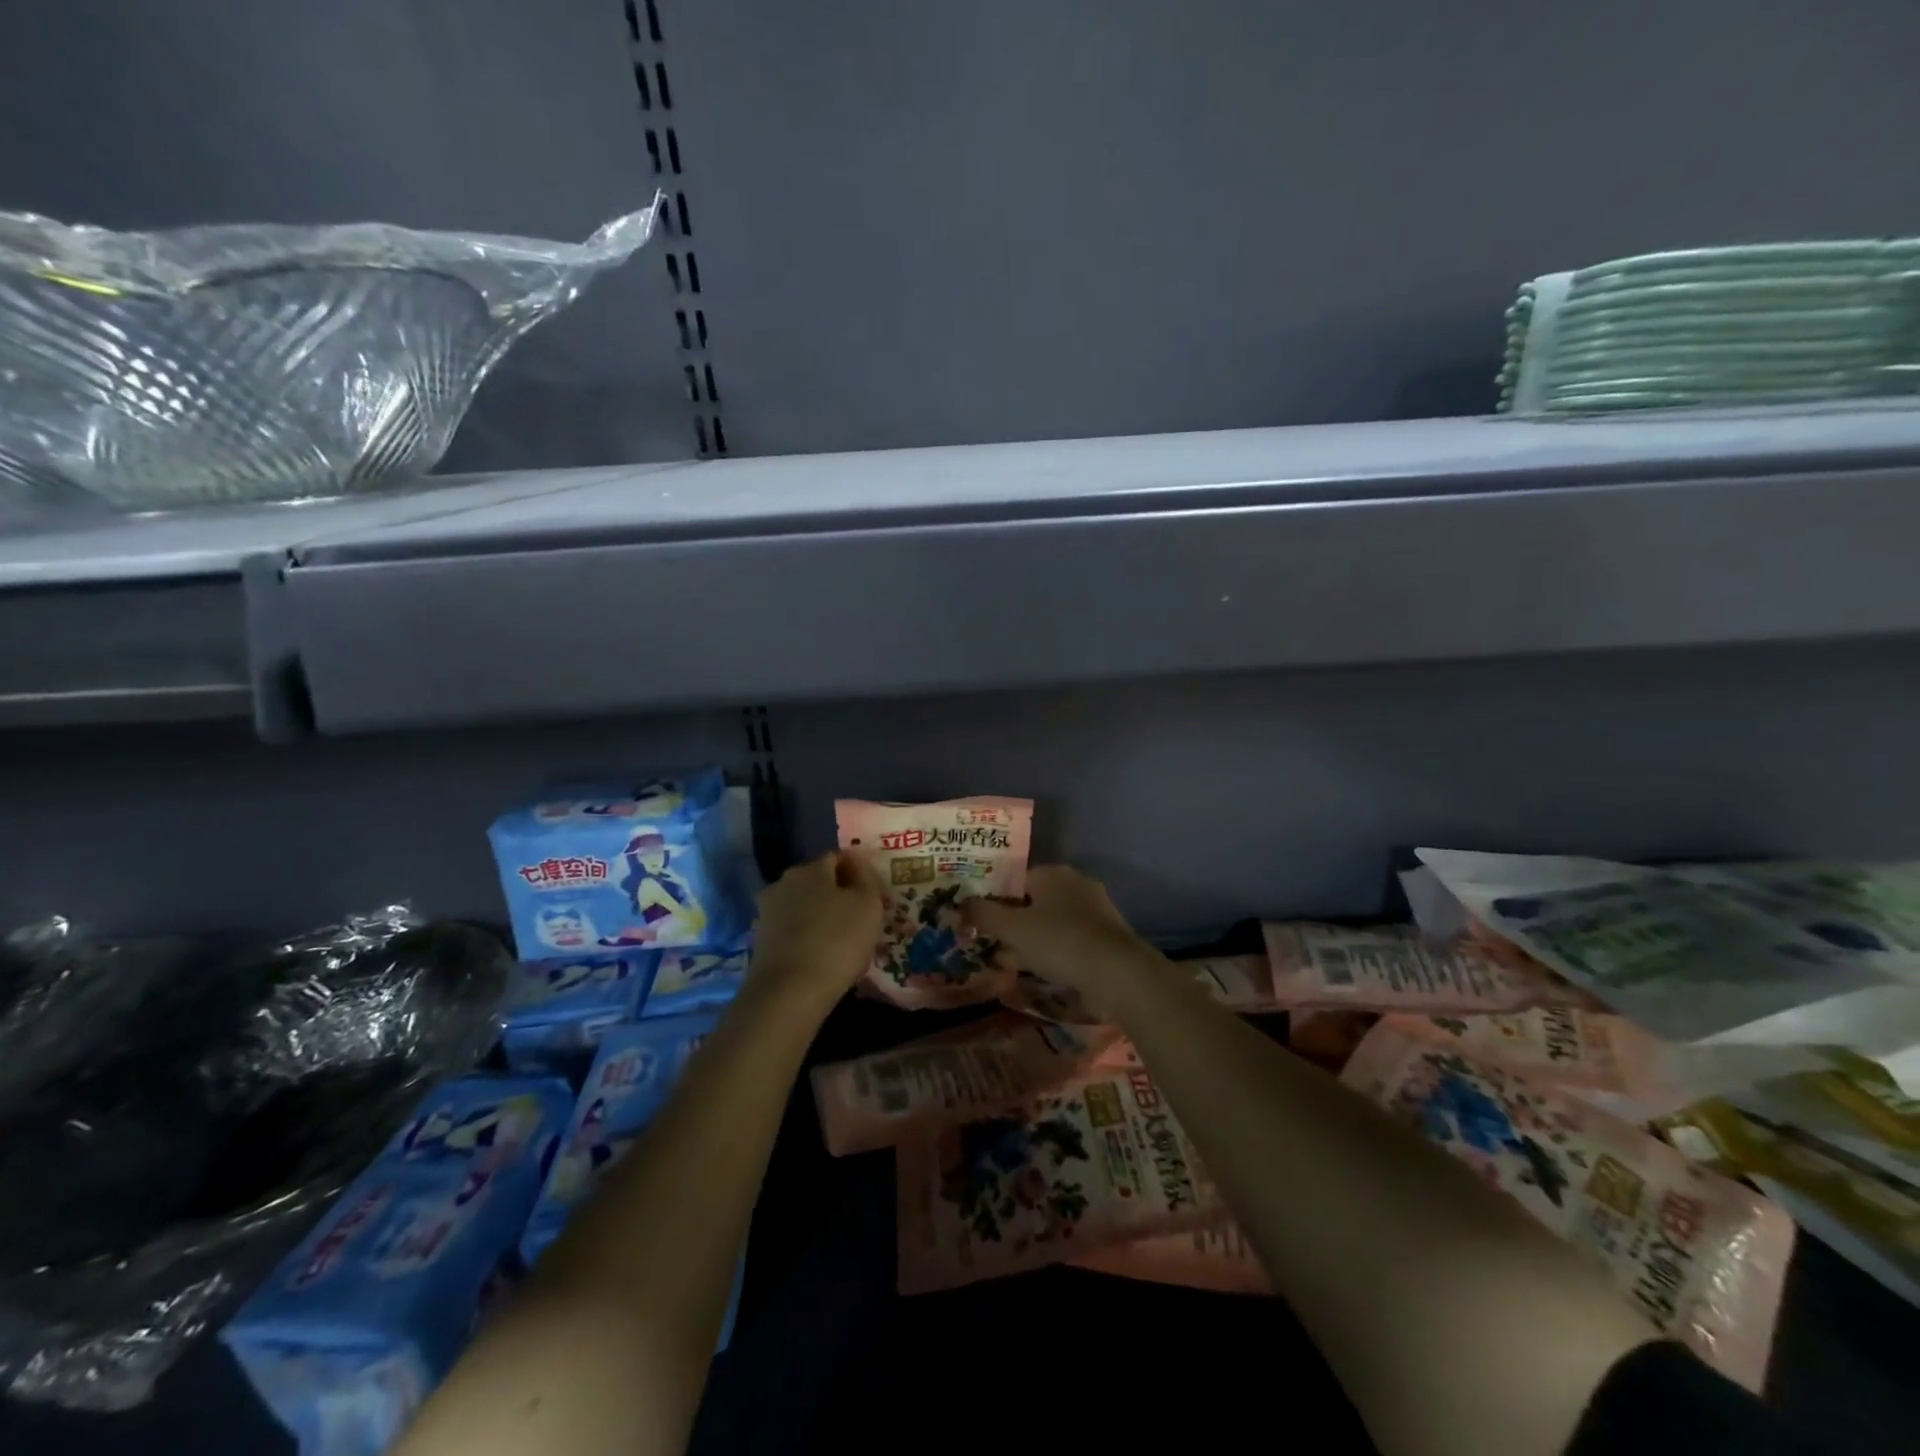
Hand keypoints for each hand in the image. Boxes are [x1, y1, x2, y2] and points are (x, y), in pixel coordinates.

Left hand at [750, 850, 883, 1001]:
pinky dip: (806, 936)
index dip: (858, 873)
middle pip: (817, 881)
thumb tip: (857, 862)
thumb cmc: (837, 941)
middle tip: (860, 918)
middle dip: (837, 894)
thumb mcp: (868, 904)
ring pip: (803, 905)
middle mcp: (784, 882)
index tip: (873, 895)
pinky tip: (820, 956)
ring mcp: (767, 911)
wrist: (789, 993)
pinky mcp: (760, 940)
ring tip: (841, 941)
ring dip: (820, 916)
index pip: (838, 857)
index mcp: (811, 868)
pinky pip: (792, 929)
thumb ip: (866, 877)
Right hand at [961, 865, 1155, 993]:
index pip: (1016, 879)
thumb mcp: (1012, 928)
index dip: (996, 900)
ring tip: (1010, 962)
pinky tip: (1040, 970)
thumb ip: (983, 914)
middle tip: (992, 945)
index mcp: (1052, 873)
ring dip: (1030, 940)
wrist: (1116, 971)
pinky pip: (1069, 939)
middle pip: (1034, 901)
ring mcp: (1094, 909)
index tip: (982, 922)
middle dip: (1012, 923)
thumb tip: (958, 904)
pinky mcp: (1106, 936)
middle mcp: (1075, 883)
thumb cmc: (1058, 940)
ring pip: (1051, 922)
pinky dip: (1052, 951)